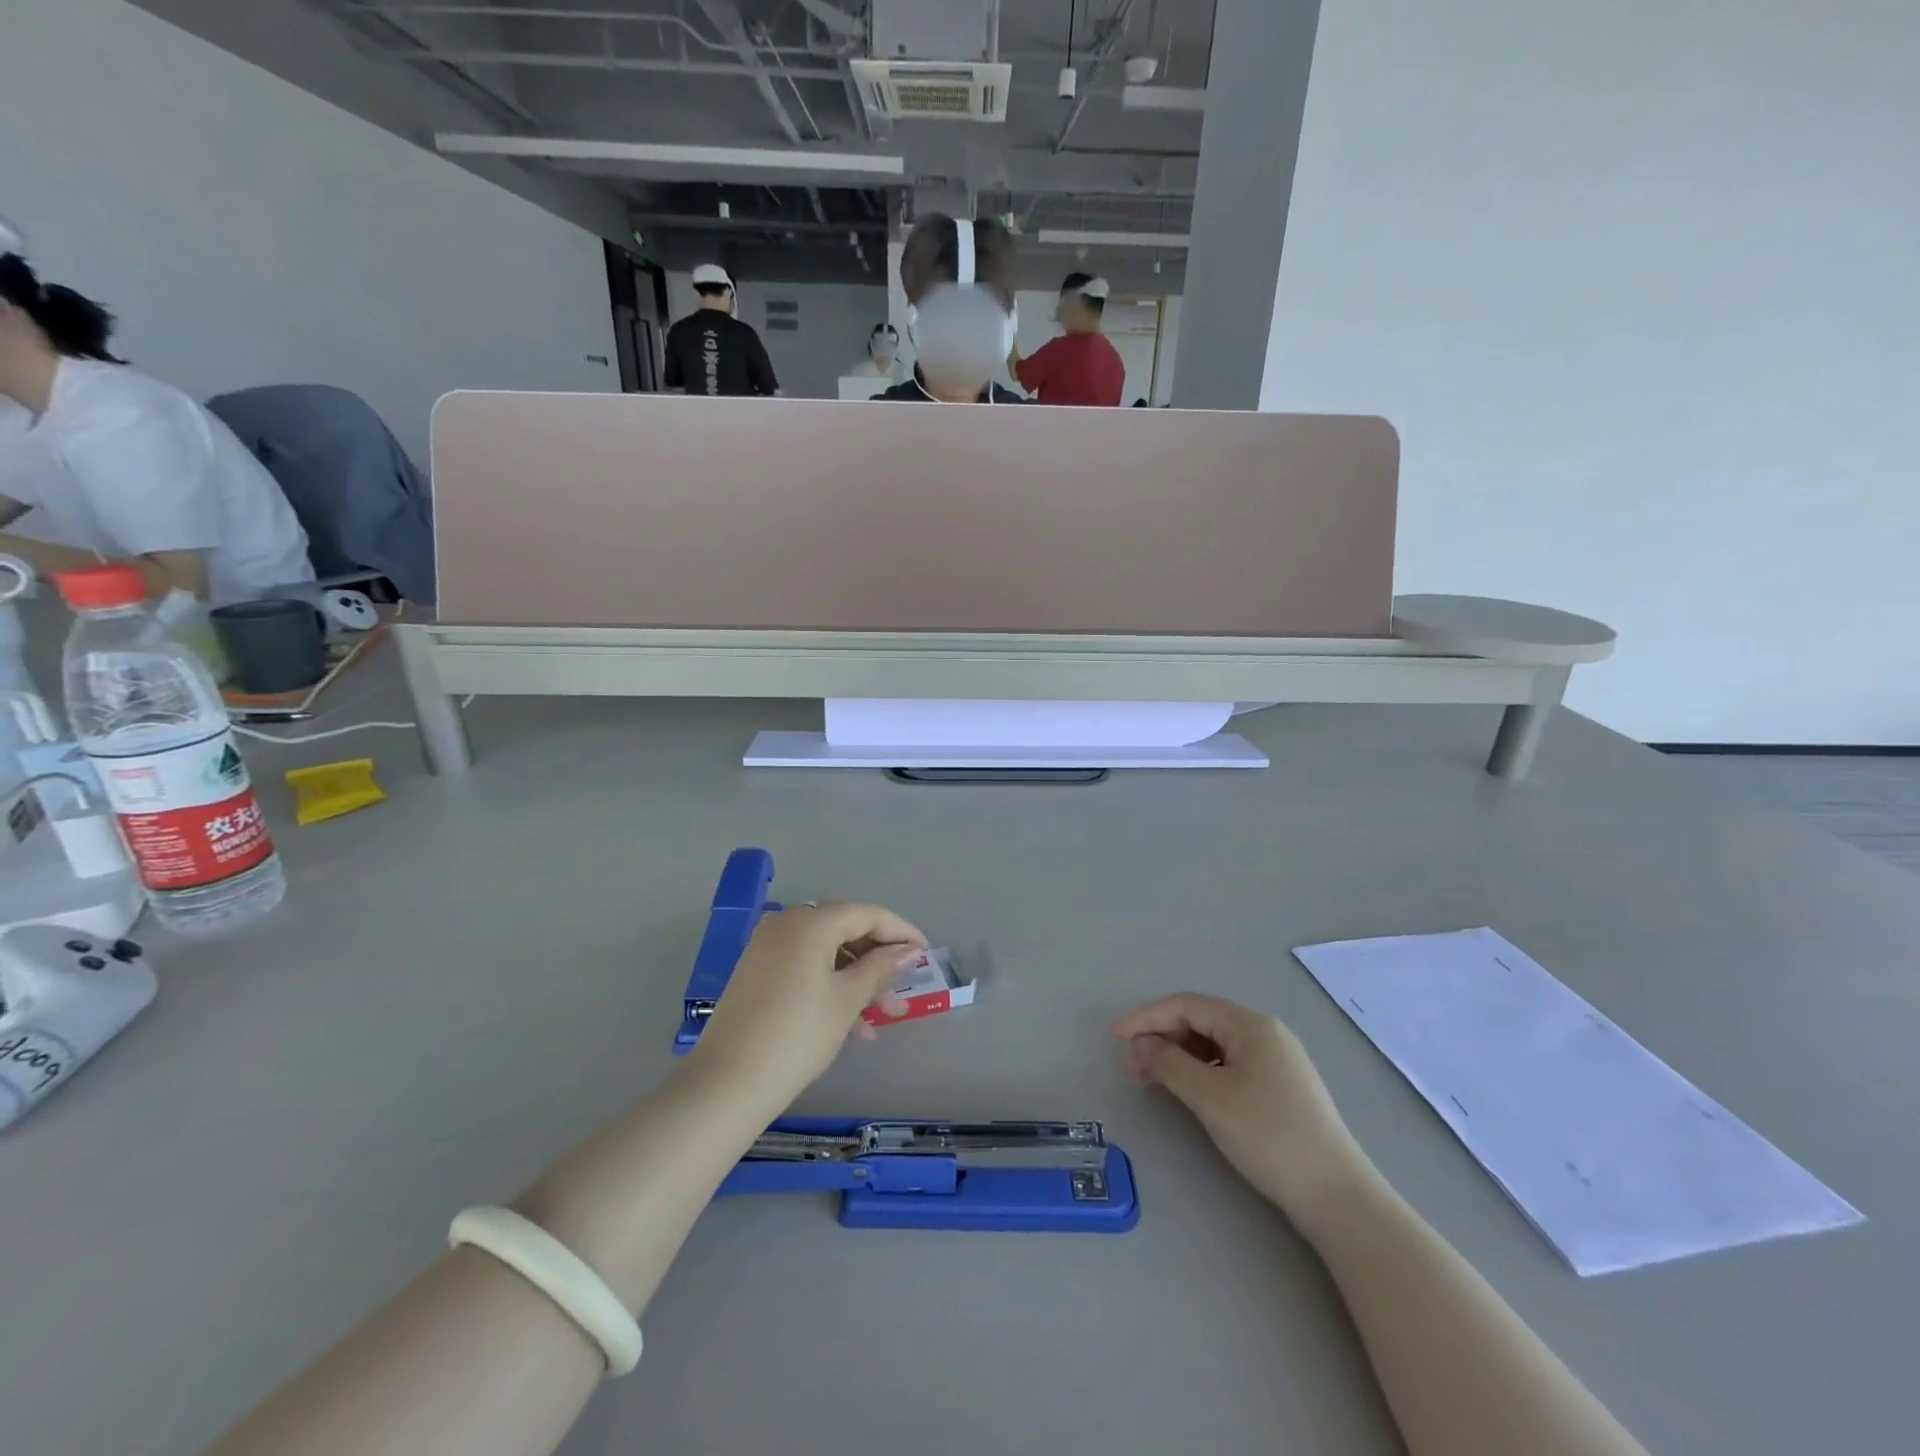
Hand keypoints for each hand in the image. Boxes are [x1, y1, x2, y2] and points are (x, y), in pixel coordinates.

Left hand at [688, 903, 926, 1107]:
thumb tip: (907, 951)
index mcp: (811, 922)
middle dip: (878, 959)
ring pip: (826, 952)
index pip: (867, 914)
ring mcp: (768, 947)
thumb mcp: (847, 1000)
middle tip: (902, 989)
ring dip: (857, 978)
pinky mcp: (757, 971)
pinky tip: (852, 1025)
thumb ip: (880, 968)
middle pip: (846, 929)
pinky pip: (806, 966)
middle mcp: (787, 923)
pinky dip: (831, 985)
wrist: (727, 1083)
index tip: (924, 952)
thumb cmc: (797, 1035)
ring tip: (882, 1018)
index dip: (900, 931)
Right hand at [1115, 994, 1373, 1231]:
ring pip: (1214, 1043)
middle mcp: (1265, 1032)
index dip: (1146, 1017)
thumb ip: (1168, 1063)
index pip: (1187, 1005)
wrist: (1336, 1195)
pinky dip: (1200, 1070)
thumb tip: (1140, 1043)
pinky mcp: (1280, 1085)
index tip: (1114, 1036)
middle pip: (1201, 1021)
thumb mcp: (1210, 1098)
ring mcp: (1276, 1059)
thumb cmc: (1268, 1136)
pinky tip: (1186, 1089)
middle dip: (1161, 1037)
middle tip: (1131, 1064)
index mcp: (1251, 1025)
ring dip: (1178, 1054)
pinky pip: (1229, 1063)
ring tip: (1151, 1078)